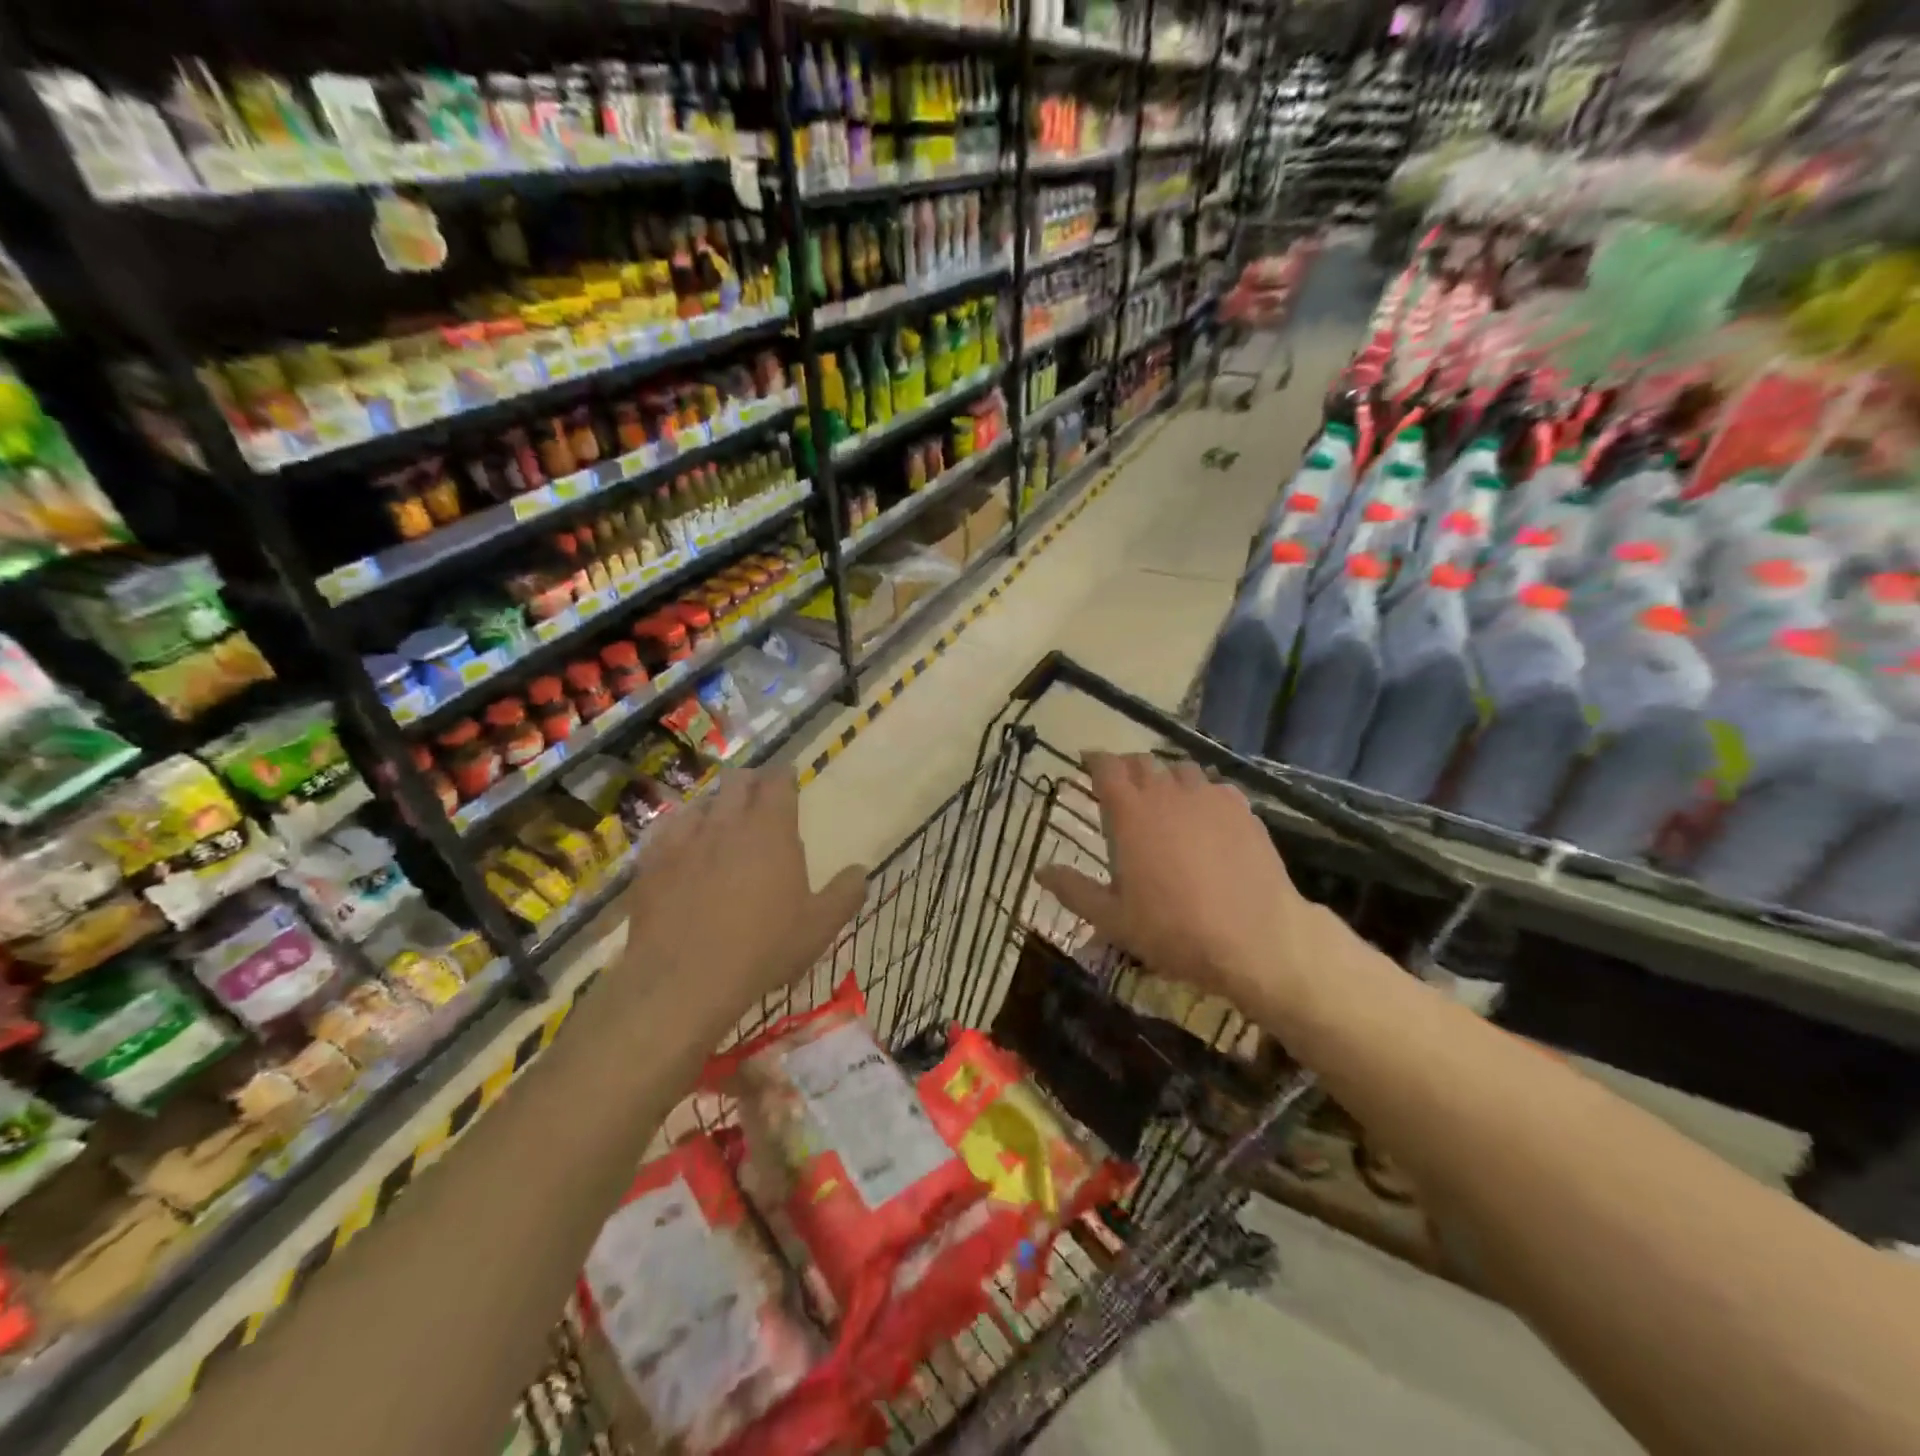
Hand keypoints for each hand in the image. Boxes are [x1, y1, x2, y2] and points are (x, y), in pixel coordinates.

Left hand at [621, 770, 866, 1035]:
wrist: (681, 981)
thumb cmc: (761, 949)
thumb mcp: (818, 928)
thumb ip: (845, 894)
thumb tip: (860, 871)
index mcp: (771, 829)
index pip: (778, 780)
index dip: (784, 777)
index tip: (788, 781)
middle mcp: (727, 822)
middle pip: (738, 781)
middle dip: (751, 784)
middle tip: (759, 801)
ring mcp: (683, 839)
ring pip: (702, 803)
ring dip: (716, 808)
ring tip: (721, 827)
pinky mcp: (650, 862)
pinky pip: (667, 832)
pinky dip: (680, 833)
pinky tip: (683, 852)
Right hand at [1035, 753, 1344, 1023]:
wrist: (1255, 939)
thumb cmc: (1174, 930)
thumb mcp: (1113, 919)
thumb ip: (1074, 890)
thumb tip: (1041, 871)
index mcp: (1130, 813)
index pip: (1106, 767)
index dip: (1094, 760)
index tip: (1086, 763)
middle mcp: (1167, 793)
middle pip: (1142, 762)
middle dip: (1127, 768)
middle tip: (1120, 787)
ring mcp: (1210, 797)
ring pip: (1181, 770)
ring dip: (1165, 778)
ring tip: (1163, 800)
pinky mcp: (1243, 810)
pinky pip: (1215, 787)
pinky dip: (1201, 794)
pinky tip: (1205, 818)